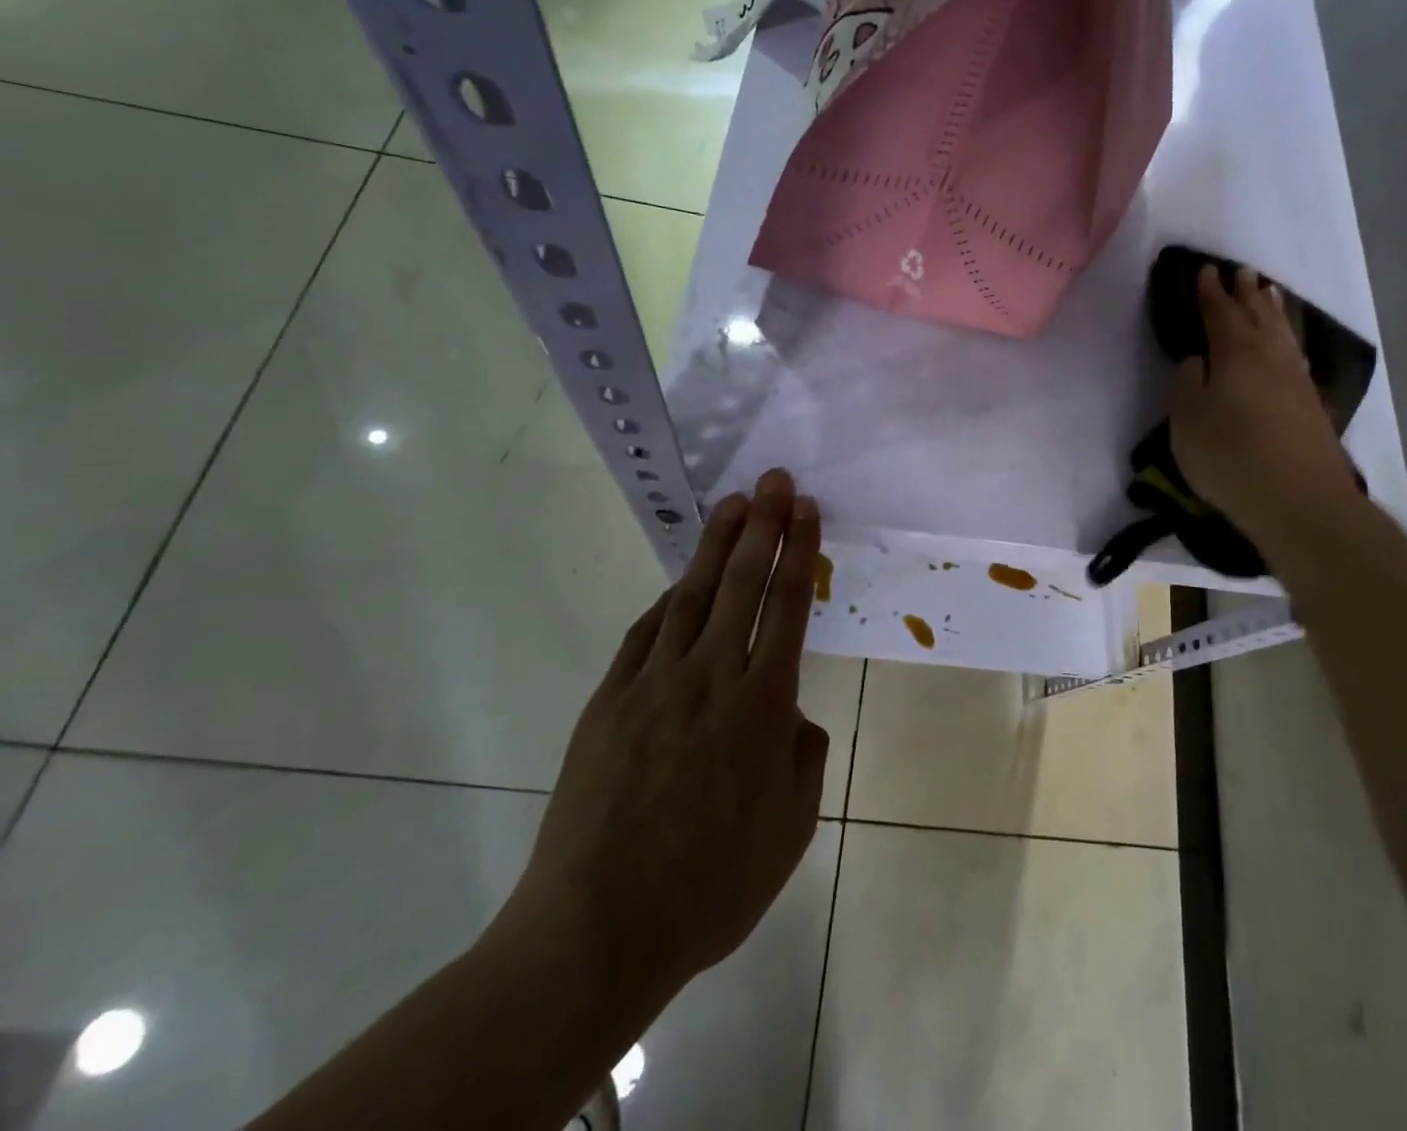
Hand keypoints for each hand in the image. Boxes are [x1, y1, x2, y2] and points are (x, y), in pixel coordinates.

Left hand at [496, 469, 827, 1036]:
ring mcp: (653, 684)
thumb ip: (801, 758)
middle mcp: (711, 677)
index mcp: (763, 705)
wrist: (595, 931)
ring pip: (691, 595)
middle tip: (775, 478)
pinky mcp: (608, 701)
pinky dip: (668, 601)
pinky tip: (679, 585)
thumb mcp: (790, 830)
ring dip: (715, 545)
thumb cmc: (710, 887)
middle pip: (742, 582)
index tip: (807, 508)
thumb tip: (791, 715)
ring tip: (733, 505)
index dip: (800, 549)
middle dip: (764, 524)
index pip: (788, 604)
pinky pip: (645, 634)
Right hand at [1169, 266, 1360, 542]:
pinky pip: (1297, 355)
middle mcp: (1270, 357)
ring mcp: (1297, 380)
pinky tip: (1290, 346)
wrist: (1299, 500)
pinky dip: (1290, 340)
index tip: (1205, 271)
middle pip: (1258, 316)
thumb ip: (1187, 384)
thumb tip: (1197, 360)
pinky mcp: (1313, 405)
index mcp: (1235, 354)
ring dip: (1273, 311)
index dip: (1210, 292)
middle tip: (1242, 272)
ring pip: (1283, 333)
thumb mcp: (1187, 421)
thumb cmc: (1230, 457)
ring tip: (1269, 293)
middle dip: (1246, 293)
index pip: (1220, 313)